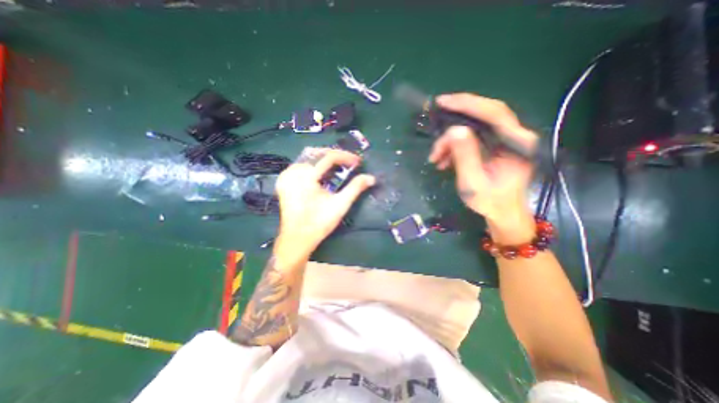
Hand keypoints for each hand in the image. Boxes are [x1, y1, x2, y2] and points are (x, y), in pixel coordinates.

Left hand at [277, 148, 376, 256]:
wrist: (297, 238)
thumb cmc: (319, 223)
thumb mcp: (340, 205)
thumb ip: (355, 188)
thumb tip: (371, 177)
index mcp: (306, 177)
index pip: (328, 157)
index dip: (345, 157)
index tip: (358, 162)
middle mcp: (292, 172)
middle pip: (317, 153)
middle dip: (335, 155)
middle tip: (349, 163)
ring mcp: (286, 176)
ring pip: (308, 158)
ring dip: (324, 159)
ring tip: (338, 166)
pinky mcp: (283, 181)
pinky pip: (300, 165)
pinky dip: (314, 165)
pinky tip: (322, 173)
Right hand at [425, 93, 539, 243]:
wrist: (503, 213)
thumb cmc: (490, 202)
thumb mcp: (473, 182)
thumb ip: (466, 156)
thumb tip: (454, 131)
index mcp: (517, 144)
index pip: (494, 113)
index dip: (467, 103)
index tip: (443, 102)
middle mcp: (515, 137)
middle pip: (485, 114)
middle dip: (458, 115)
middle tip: (436, 117)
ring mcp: (506, 140)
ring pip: (476, 127)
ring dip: (451, 139)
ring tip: (436, 157)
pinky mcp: (496, 146)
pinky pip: (473, 138)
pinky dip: (455, 146)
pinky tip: (444, 160)